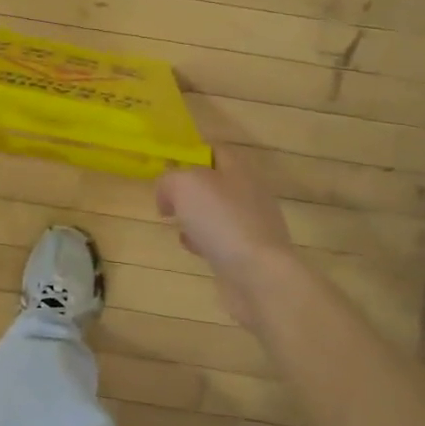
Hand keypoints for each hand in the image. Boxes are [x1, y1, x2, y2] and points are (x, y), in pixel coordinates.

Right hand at [156, 147, 299, 327]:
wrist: (258, 275)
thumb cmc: (221, 220)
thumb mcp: (184, 185)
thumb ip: (169, 180)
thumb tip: (167, 196)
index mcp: (239, 169)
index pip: (214, 150)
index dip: (190, 153)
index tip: (166, 164)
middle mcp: (249, 192)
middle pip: (214, 182)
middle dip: (189, 189)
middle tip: (167, 199)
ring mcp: (252, 224)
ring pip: (216, 211)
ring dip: (195, 217)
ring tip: (176, 225)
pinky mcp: (249, 252)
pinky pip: (221, 238)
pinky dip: (204, 241)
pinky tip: (193, 248)